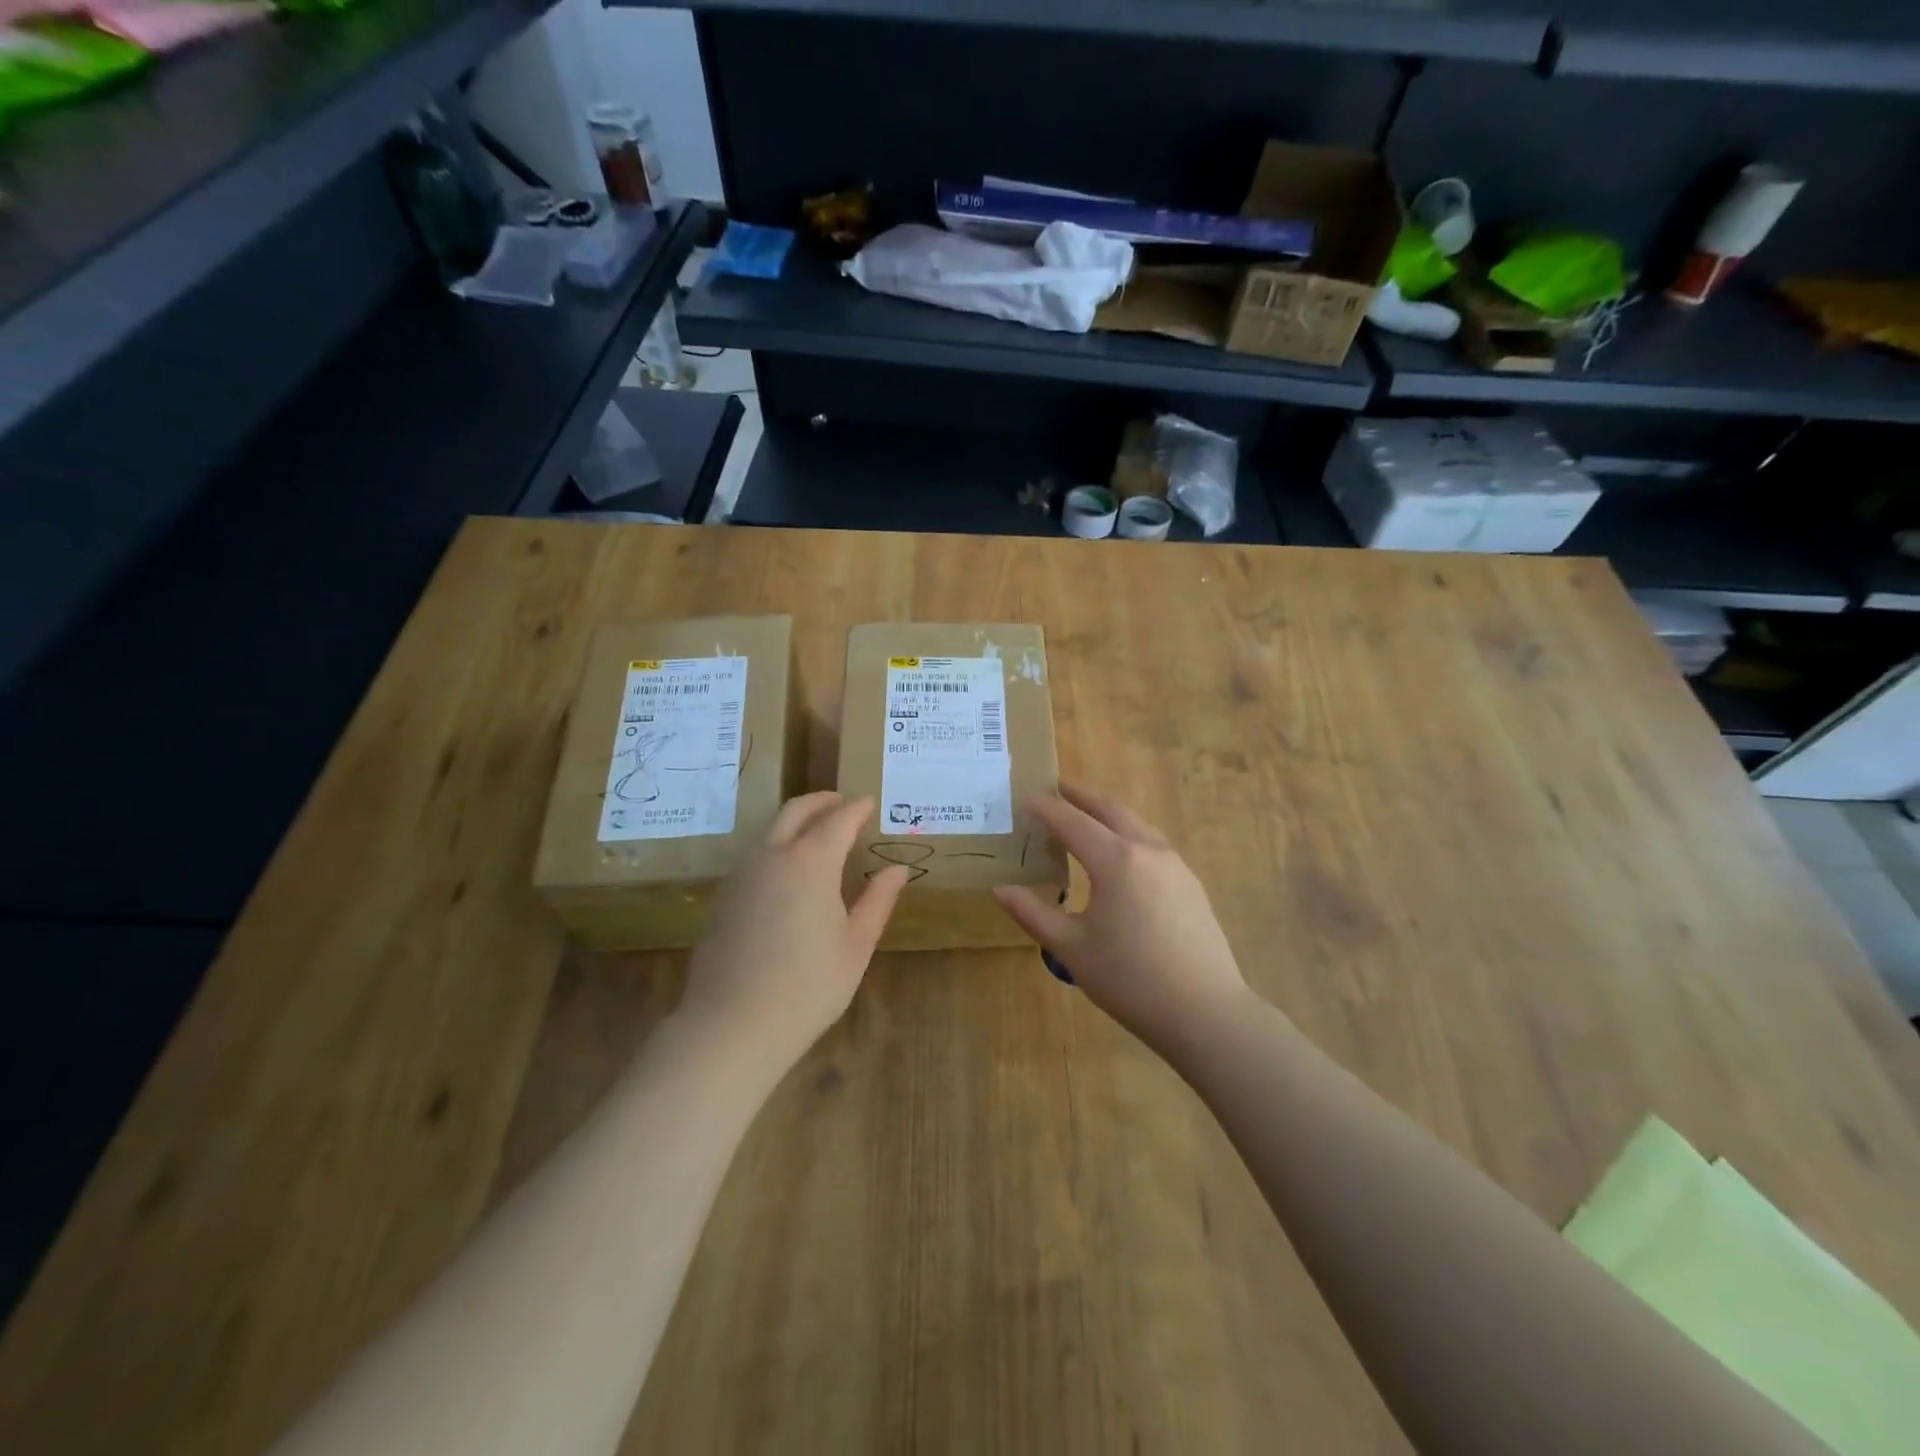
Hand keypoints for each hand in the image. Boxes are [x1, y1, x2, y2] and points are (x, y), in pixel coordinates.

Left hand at [679, 792, 909, 1068]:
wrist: (732, 1025)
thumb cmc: (808, 987)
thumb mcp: (856, 945)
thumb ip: (877, 900)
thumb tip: (896, 869)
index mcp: (811, 862)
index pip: (838, 819)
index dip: (857, 808)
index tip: (870, 802)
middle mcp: (772, 856)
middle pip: (796, 811)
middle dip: (821, 801)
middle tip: (842, 803)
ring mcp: (742, 874)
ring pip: (770, 830)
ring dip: (795, 820)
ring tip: (817, 832)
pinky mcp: (723, 896)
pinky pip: (754, 854)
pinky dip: (776, 845)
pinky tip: (787, 870)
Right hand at [993, 783, 1251, 1059]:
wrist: (1204, 1012)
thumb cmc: (1129, 979)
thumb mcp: (1071, 948)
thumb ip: (1033, 913)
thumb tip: (1001, 889)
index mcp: (1115, 860)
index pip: (1071, 822)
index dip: (1045, 809)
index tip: (1024, 798)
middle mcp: (1147, 849)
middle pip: (1110, 809)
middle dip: (1080, 795)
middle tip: (1056, 788)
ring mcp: (1175, 864)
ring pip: (1135, 823)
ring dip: (1107, 813)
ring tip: (1085, 816)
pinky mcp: (1190, 883)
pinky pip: (1152, 843)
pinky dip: (1127, 834)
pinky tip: (1119, 856)